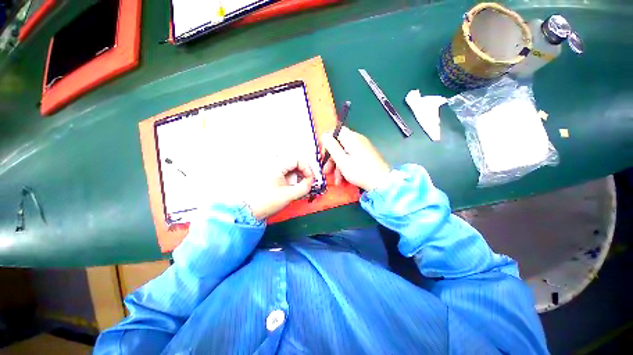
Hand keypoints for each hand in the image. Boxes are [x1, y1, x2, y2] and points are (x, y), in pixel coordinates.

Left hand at [243, 158, 313, 219]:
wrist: (249, 210)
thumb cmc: (267, 202)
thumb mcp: (289, 195)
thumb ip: (304, 187)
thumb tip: (310, 181)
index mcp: (277, 166)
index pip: (297, 160)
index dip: (307, 169)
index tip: (310, 179)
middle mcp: (273, 163)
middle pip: (294, 162)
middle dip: (303, 172)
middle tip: (307, 182)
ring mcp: (271, 168)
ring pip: (290, 167)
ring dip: (298, 175)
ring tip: (300, 186)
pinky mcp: (271, 174)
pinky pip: (285, 171)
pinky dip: (292, 177)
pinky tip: (292, 186)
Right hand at [321, 127, 389, 190]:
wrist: (381, 182)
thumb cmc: (359, 171)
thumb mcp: (342, 160)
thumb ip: (332, 147)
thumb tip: (324, 135)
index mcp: (351, 138)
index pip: (335, 131)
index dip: (327, 141)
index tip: (324, 154)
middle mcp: (357, 139)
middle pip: (339, 144)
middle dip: (331, 158)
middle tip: (327, 171)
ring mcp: (362, 147)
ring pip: (345, 153)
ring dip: (338, 166)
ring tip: (337, 180)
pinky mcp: (366, 155)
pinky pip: (352, 157)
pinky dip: (346, 166)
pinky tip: (344, 179)